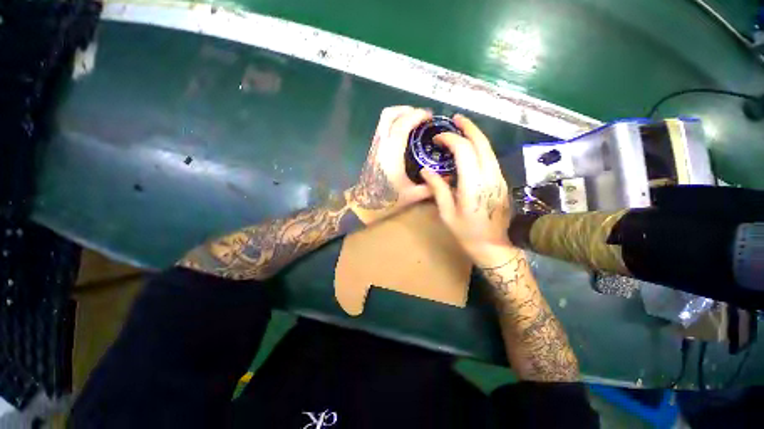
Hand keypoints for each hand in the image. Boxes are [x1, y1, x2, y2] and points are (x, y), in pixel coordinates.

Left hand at [347, 106, 432, 223]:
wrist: (365, 204)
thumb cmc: (387, 200)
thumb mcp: (412, 195)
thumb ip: (431, 187)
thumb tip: (450, 178)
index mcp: (391, 154)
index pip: (402, 125)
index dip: (416, 116)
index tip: (430, 116)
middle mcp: (381, 145)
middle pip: (389, 115)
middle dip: (406, 110)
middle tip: (422, 117)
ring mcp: (375, 146)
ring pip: (384, 120)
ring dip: (400, 115)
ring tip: (415, 122)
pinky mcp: (374, 149)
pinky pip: (383, 127)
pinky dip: (395, 123)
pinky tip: (405, 134)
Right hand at [420, 114, 513, 266]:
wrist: (495, 246)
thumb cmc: (467, 233)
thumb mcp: (447, 214)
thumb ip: (438, 189)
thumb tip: (426, 171)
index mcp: (472, 185)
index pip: (464, 151)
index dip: (450, 139)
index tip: (437, 139)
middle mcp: (489, 176)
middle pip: (481, 143)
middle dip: (468, 127)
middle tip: (455, 119)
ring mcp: (498, 178)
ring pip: (488, 148)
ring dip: (475, 135)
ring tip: (462, 128)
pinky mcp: (501, 181)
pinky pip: (490, 157)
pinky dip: (479, 147)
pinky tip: (470, 148)